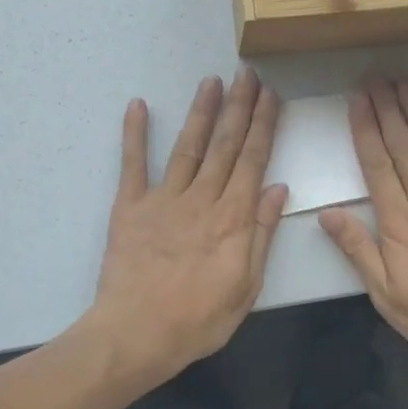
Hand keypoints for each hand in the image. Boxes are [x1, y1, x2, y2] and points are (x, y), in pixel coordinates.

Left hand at [88, 68, 286, 385]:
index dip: (263, 126)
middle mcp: (202, 198)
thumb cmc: (198, 319)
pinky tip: (138, 106)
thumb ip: (261, 233)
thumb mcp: (246, 286)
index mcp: (233, 218)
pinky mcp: (130, 207)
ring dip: (201, 112)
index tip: (271, 96)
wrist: (137, 334)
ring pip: (188, 147)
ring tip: (212, 81)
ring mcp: (163, 199)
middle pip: (224, 145)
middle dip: (239, 107)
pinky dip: (135, 134)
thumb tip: (277, 188)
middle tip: (248, 74)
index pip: (253, 161)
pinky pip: (133, 165)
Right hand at [320, 79, 407, 383]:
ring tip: (403, 85)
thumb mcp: (387, 296)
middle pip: (403, 148)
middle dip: (387, 111)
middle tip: (376, 78)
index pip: (377, 166)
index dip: (365, 130)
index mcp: (400, 223)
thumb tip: (327, 213)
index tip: (357, 100)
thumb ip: (358, 250)